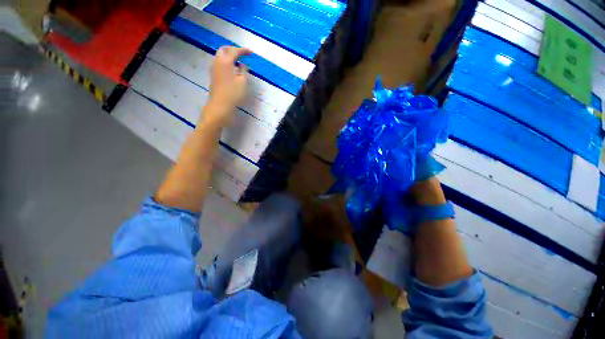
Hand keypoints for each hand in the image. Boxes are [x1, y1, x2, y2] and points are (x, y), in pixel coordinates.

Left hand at [204, 46, 251, 126]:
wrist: (220, 105)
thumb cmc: (233, 94)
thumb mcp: (243, 82)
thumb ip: (244, 71)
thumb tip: (243, 65)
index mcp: (225, 62)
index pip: (235, 51)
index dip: (243, 50)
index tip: (251, 52)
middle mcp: (217, 62)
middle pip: (224, 50)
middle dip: (233, 49)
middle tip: (242, 54)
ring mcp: (214, 69)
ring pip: (220, 56)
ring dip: (228, 56)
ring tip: (238, 61)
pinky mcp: (213, 76)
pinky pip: (219, 64)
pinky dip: (226, 62)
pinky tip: (232, 69)